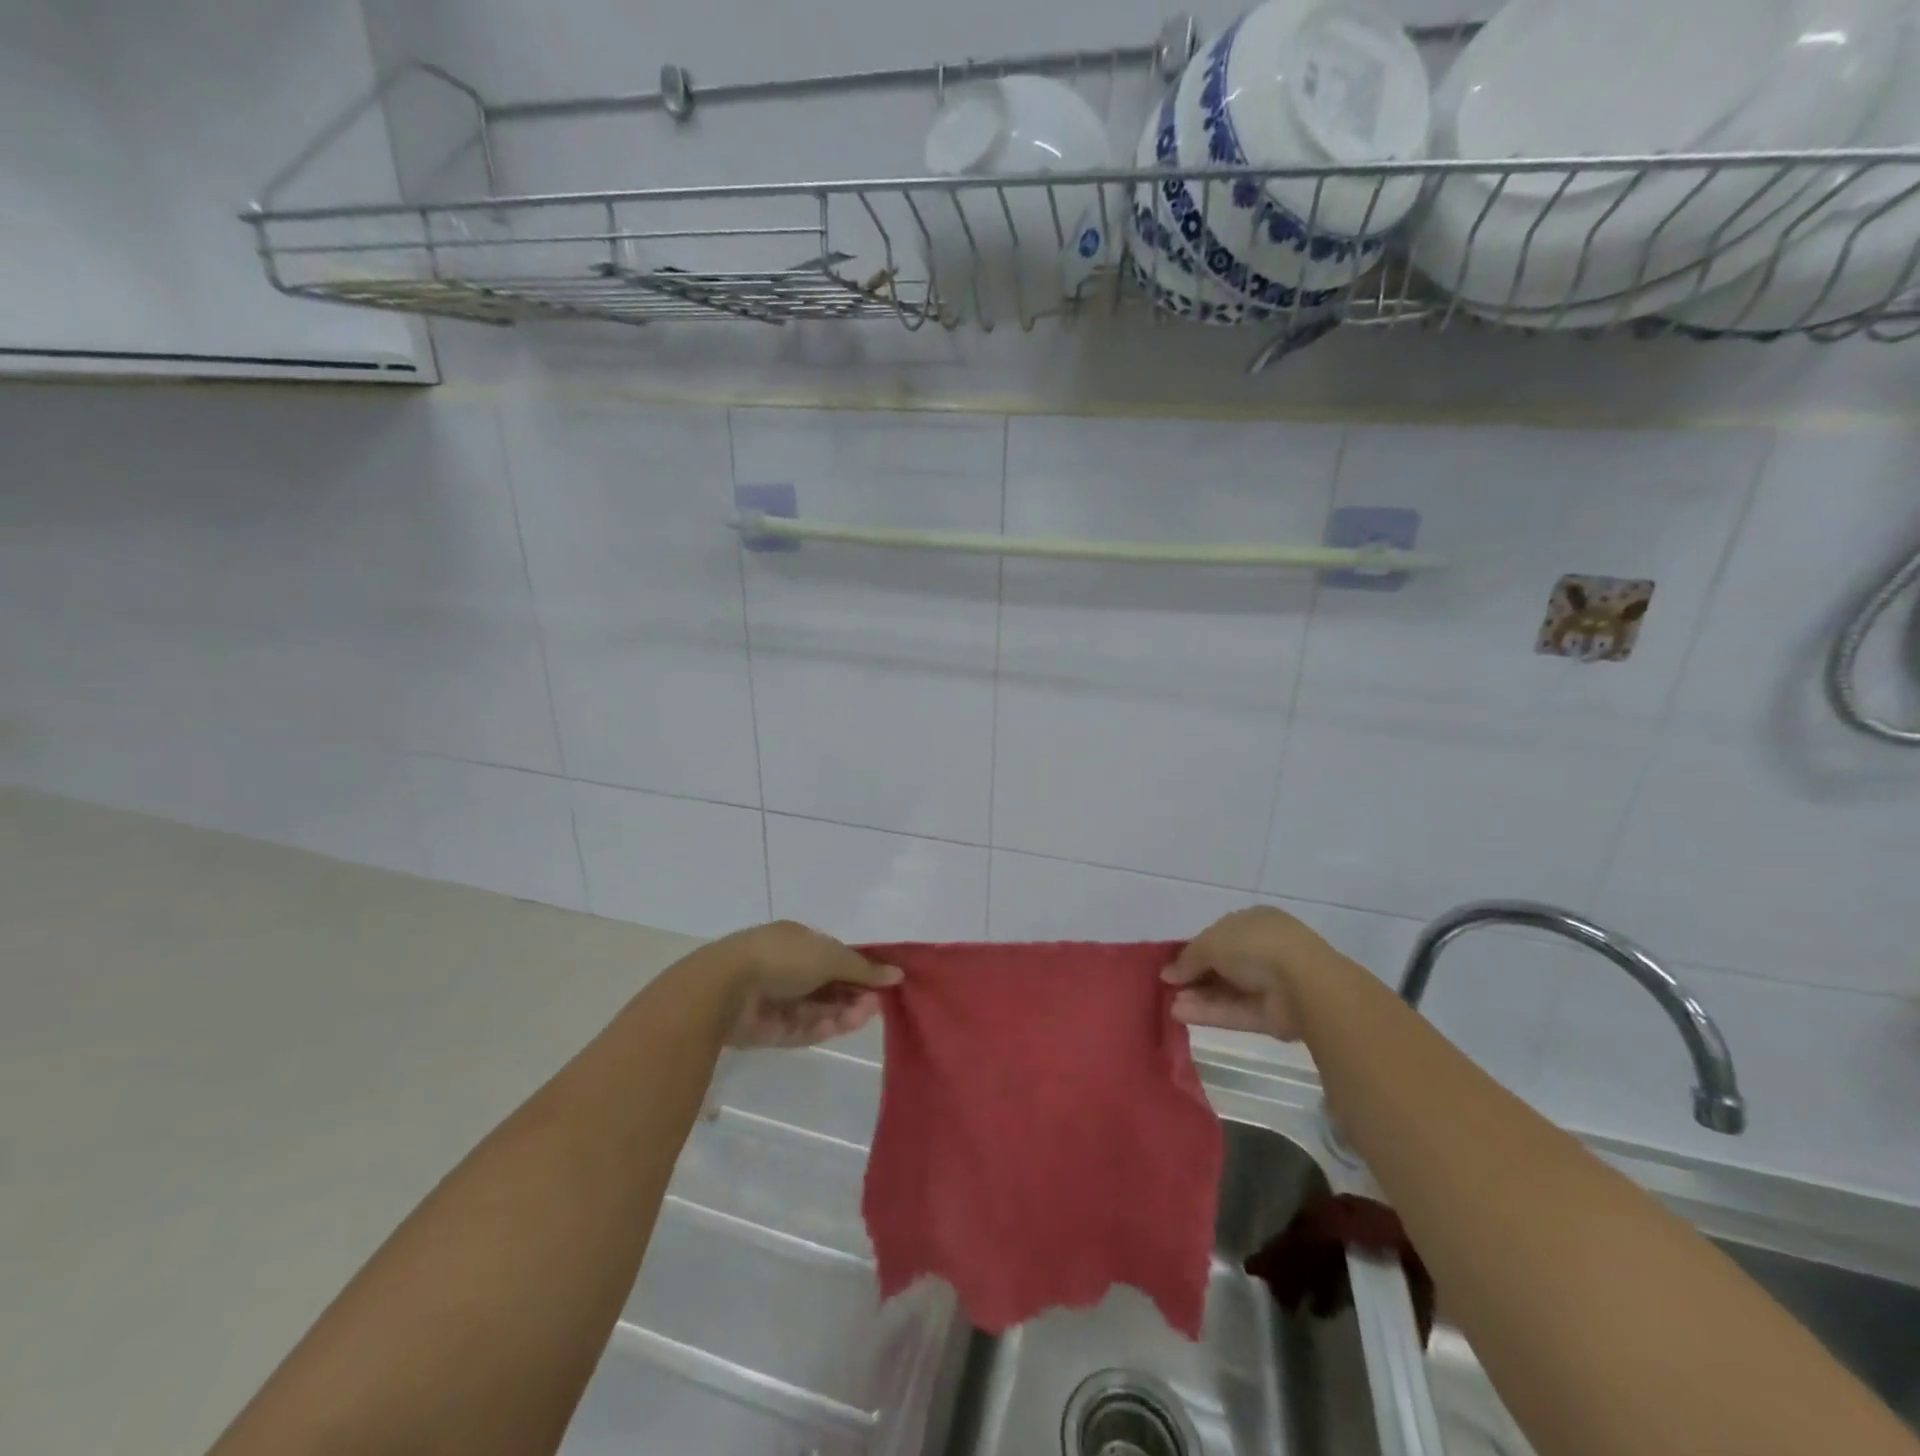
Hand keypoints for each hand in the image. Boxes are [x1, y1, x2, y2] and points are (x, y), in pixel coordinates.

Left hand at [706, 921, 901, 1048]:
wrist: (726, 988)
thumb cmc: (782, 958)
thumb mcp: (829, 956)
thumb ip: (863, 969)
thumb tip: (897, 974)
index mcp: (797, 941)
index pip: (834, 955)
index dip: (859, 969)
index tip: (883, 982)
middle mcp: (787, 968)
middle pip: (828, 985)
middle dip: (853, 993)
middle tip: (877, 1004)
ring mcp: (776, 1000)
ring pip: (818, 1009)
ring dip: (842, 1012)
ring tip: (865, 1015)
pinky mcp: (768, 1030)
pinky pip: (801, 1029)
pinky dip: (822, 1028)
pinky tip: (842, 1026)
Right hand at [1161, 906, 1336, 1039]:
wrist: (1304, 983)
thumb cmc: (1255, 946)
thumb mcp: (1211, 943)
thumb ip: (1188, 958)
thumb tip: (1167, 974)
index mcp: (1254, 922)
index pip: (1219, 935)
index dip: (1194, 949)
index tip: (1172, 963)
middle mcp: (1263, 950)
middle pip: (1222, 965)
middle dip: (1194, 976)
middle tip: (1168, 987)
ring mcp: (1270, 984)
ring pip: (1227, 991)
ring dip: (1198, 997)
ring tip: (1169, 1004)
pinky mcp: (1272, 1015)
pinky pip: (1235, 1012)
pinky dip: (1209, 1013)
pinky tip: (1180, 1014)